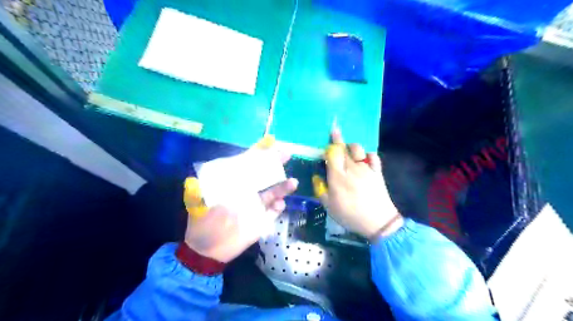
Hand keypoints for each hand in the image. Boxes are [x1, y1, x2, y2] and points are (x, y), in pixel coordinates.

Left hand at [182, 136, 300, 262]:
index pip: (245, 164)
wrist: (208, 252)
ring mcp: (255, 205)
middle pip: (263, 174)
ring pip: (272, 192)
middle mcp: (246, 191)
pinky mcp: (261, 220)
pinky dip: (278, 207)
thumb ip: (195, 194)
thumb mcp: (197, 207)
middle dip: (275, 163)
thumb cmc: (202, 225)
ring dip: (282, 187)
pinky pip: (273, 211)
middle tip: (286, 154)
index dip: (257, 152)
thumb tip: (192, 181)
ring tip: (292, 183)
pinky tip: (279, 205)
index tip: (270, 141)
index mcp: (232, 184)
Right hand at [313, 128, 401, 240]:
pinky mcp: (376, 172)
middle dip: (338, 138)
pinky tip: (364, 157)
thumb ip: (320, 189)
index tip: (325, 141)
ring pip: (358, 149)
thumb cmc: (350, 215)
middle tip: (335, 130)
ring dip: (351, 146)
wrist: (378, 222)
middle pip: (343, 148)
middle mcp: (351, 168)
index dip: (329, 145)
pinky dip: (367, 154)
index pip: (332, 153)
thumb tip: (317, 176)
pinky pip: (373, 156)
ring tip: (347, 149)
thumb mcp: (329, 206)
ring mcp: (366, 168)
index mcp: (338, 176)